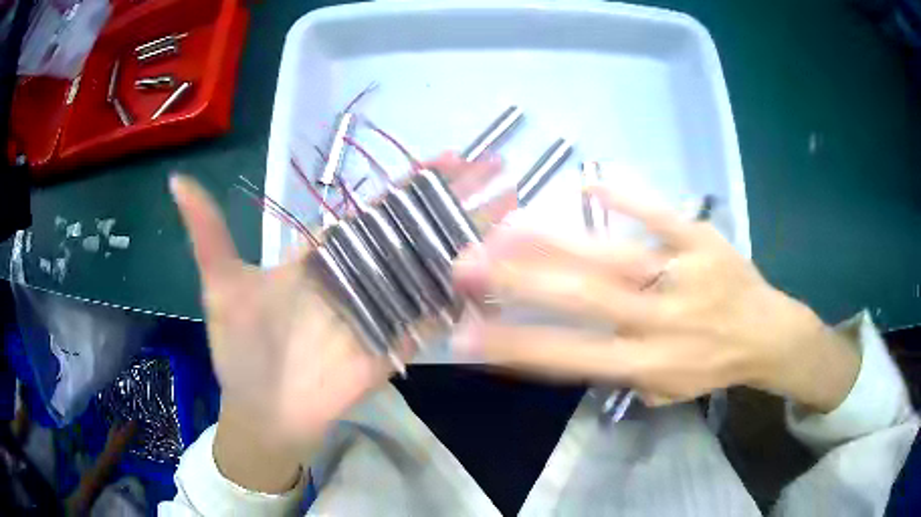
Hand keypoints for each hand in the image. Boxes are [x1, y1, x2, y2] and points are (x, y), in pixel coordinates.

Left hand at [170, 152, 510, 490]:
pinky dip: (465, 296)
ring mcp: (383, 309)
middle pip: (418, 229)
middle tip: (503, 173)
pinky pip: (435, 315)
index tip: (454, 156)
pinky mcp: (396, 344)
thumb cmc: (240, 350)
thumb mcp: (220, 285)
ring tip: (515, 213)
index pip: (379, 206)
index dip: (416, 181)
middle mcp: (361, 273)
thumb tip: (177, 179)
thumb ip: (207, 233)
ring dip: (473, 241)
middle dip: (461, 200)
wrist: (263, 411)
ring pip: (434, 266)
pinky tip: (501, 274)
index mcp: (326, 253)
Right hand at [453, 186, 859, 412]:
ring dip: (554, 240)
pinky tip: (587, 185)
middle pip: (582, 300)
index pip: (568, 356)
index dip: (514, 346)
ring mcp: (682, 277)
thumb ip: (614, 372)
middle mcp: (658, 323)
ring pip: (612, 257)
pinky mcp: (702, 242)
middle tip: (467, 267)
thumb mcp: (662, 389)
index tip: (465, 334)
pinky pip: (661, 217)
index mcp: (646, 364)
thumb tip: (566, 343)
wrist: (766, 334)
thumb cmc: (709, 366)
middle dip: (517, 283)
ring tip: (506, 227)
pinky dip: (626, 199)